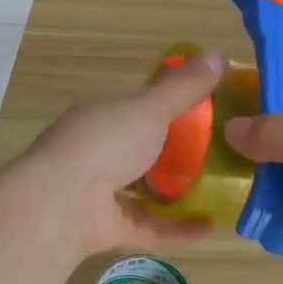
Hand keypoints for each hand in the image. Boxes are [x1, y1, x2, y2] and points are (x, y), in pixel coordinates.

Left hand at [18, 51, 226, 256]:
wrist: (62, 202)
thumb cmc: (106, 142)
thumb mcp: (151, 107)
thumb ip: (185, 87)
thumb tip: (220, 53)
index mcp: (102, 117)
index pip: (137, 108)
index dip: (168, 108)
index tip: (206, 113)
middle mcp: (97, 153)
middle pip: (141, 152)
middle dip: (176, 155)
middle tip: (220, 155)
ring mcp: (99, 194)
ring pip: (142, 193)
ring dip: (177, 195)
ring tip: (219, 193)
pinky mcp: (107, 229)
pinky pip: (148, 228)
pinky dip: (177, 230)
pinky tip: (210, 228)